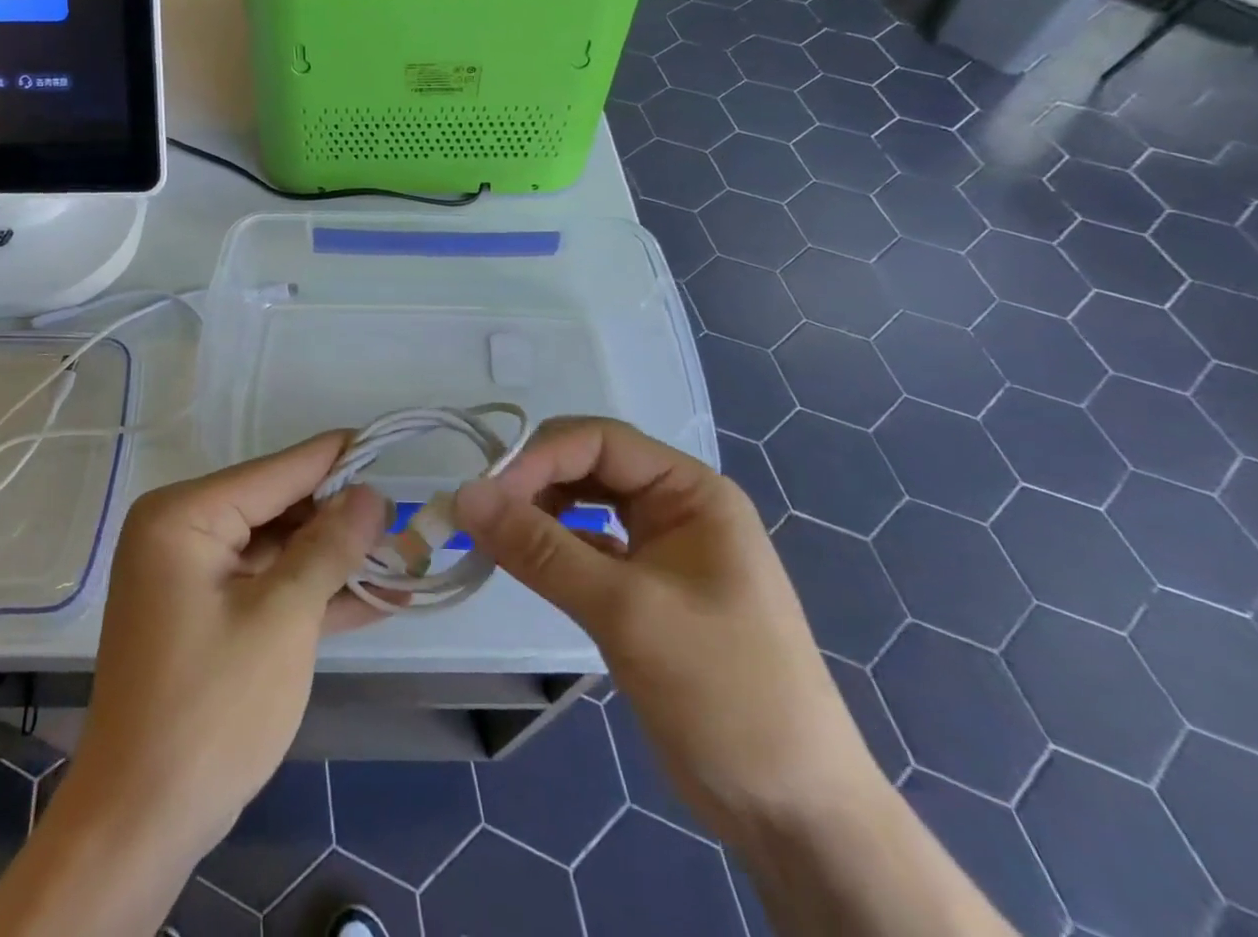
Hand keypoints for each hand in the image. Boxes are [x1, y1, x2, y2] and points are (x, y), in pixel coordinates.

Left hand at [64, 433, 391, 859]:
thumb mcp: (282, 619)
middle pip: (279, 507)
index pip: (277, 471)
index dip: (338, 459)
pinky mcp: (207, 613)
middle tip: (409, 521)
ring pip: (280, 549)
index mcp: (185, 515)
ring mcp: (193, 574)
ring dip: (337, 561)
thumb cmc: (211, 710)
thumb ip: (329, 548)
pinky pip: (268, 585)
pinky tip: (377, 598)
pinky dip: (314, 593)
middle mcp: (183, 530)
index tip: (391, 444)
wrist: (139, 826)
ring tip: (407, 558)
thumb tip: (371, 493)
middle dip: (343, 519)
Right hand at [452, 417, 882, 844]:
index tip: (487, 497)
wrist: (794, 815)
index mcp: (691, 491)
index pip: (600, 441)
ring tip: (496, 542)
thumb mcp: (627, 612)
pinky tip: (526, 568)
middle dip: (535, 484)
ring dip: (539, 515)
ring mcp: (662, 549)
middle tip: (482, 518)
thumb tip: (463, 495)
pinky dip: (553, 551)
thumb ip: (541, 550)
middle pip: (589, 467)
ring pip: (584, 505)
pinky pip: (587, 548)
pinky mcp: (645, 590)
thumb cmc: (724, 692)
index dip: (540, 457)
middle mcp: (676, 507)